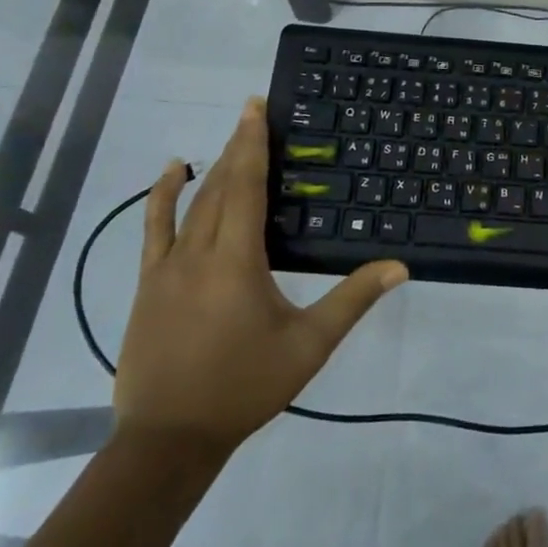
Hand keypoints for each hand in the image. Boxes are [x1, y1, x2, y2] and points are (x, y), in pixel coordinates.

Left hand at [113, 98, 407, 462]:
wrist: (168, 439)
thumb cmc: (244, 387)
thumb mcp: (308, 345)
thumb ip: (352, 300)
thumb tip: (399, 266)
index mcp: (237, 260)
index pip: (247, 187)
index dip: (253, 144)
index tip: (256, 107)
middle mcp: (199, 252)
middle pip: (221, 186)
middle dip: (238, 146)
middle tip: (252, 111)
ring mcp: (166, 267)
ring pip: (191, 204)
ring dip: (212, 167)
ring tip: (230, 137)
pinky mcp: (148, 283)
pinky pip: (153, 229)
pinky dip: (161, 196)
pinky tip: (173, 173)